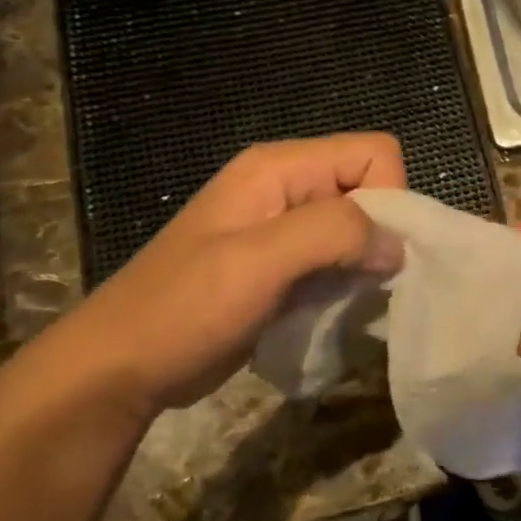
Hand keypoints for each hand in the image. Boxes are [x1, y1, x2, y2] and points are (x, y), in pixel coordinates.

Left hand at [29, 134, 405, 422]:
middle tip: (363, 283)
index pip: (374, 153)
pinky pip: (338, 262)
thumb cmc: (185, 307)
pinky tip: (332, 311)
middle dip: (379, 235)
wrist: (122, 367)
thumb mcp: (259, 260)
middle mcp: (288, 188)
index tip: (374, 253)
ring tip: (345, 302)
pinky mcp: (283, 268)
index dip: (389, 198)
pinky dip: (347, 285)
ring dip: (365, 265)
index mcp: (280, 168)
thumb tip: (398, 245)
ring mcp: (284, 230)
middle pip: (370, 190)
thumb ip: (334, 234)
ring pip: (357, 230)